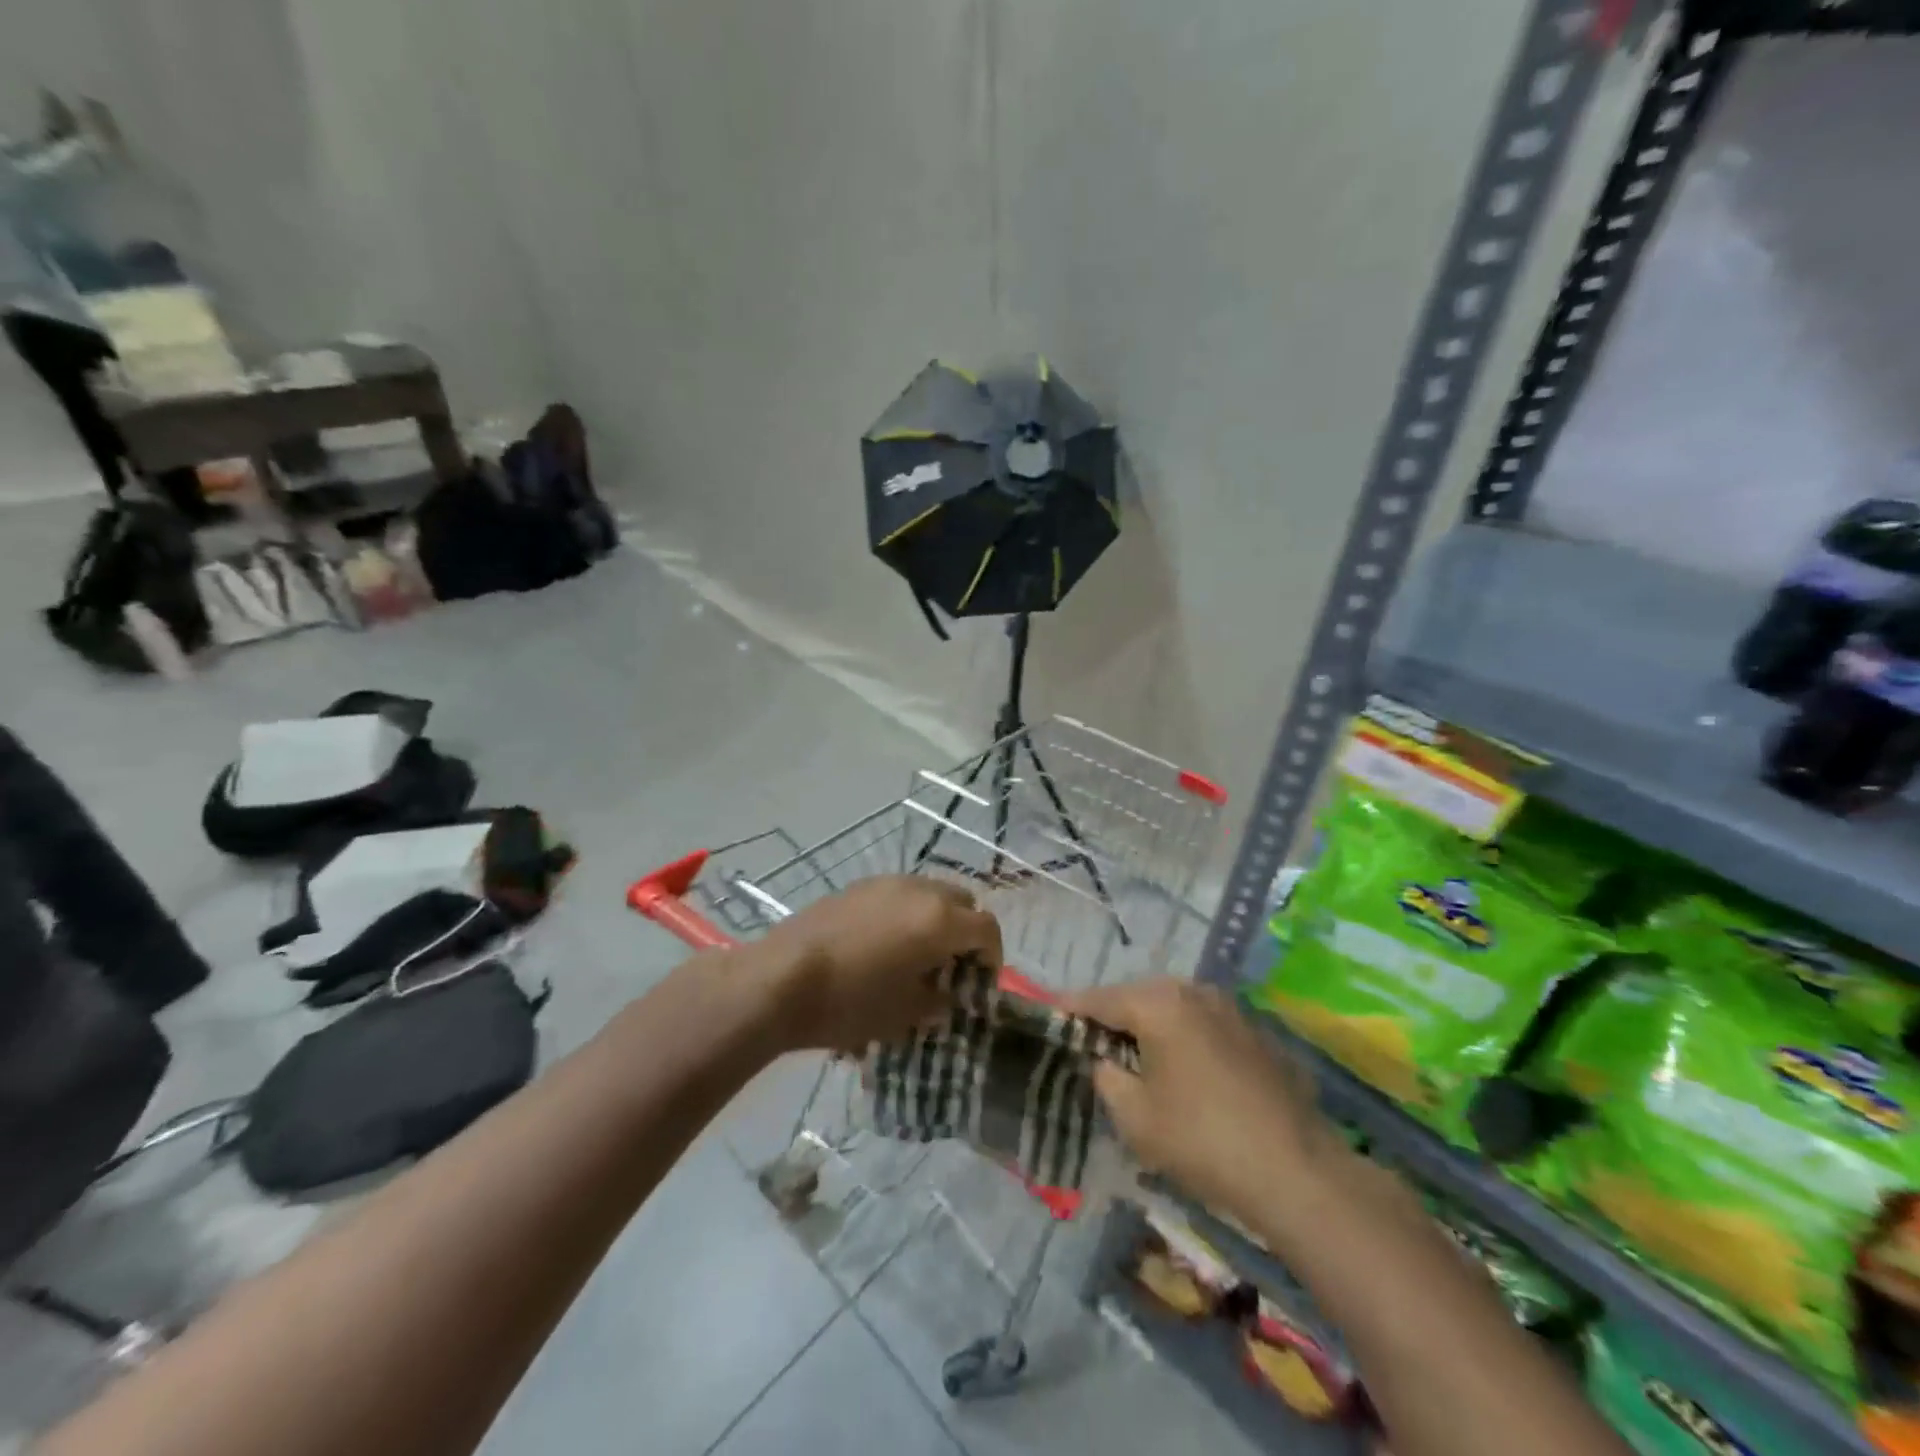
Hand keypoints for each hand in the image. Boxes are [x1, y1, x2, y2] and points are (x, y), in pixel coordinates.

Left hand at [754, 877, 1001, 1053]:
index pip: (987, 928)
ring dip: (935, 918)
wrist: (781, 979)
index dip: (992, 956)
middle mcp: (919, 891)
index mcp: (940, 920)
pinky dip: (905, 913)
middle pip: (962, 902)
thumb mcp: (905, 1014)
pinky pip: (897, 894)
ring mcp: (886, 883)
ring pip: (928, 893)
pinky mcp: (857, 886)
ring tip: (916, 954)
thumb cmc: (851, 1002)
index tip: (979, 982)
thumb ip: (938, 1002)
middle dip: (965, 931)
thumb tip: (946, 995)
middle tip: (952, 965)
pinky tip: (883, 944)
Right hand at [1064, 978, 1337, 1228]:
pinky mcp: (1255, 1031)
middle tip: (1090, 1040)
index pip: (1099, 998)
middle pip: (1137, 996)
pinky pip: (1202, 1024)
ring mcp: (1229, 1008)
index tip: (1047, 1011)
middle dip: (1112, 1015)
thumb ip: (1107, 1078)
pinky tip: (1182, 1068)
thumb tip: (1105, 1061)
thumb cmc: (1202, 1141)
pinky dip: (1183, 1037)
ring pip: (1173, 1007)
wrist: (1297, 1171)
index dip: (1070, 1007)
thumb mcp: (1135, 1118)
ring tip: (1133, 1053)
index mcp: (1158, 1003)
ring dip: (1150, 1025)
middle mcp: (1193, 991)